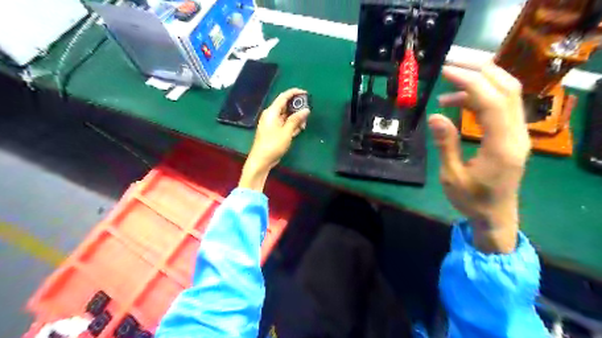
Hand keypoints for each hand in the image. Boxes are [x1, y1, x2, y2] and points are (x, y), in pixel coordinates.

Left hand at [237, 89, 309, 190]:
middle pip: (286, 106)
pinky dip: (292, 125)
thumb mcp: (286, 132)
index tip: (306, 93)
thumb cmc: (273, 145)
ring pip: (287, 116)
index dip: (294, 93)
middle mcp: (271, 115)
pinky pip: (285, 124)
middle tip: (308, 113)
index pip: (283, 97)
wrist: (261, 160)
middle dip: (297, 108)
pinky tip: (299, 130)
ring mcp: (272, 124)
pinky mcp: (274, 132)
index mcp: (272, 112)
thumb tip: (306, 110)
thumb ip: (296, 120)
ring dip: (296, 119)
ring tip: (304, 125)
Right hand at [428, 61, 530, 253]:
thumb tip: (436, 115)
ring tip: (450, 83)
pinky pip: (499, 106)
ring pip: (507, 93)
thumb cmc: (471, 199)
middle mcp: (516, 134)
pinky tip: (456, 103)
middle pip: (508, 88)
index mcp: (501, 146)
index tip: (446, 71)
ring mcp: (517, 133)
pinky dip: (479, 98)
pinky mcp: (511, 134)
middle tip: (453, 63)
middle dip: (481, 70)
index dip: (469, 82)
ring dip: (480, 81)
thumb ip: (446, 144)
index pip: (491, 102)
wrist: (496, 215)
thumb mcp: (451, 176)